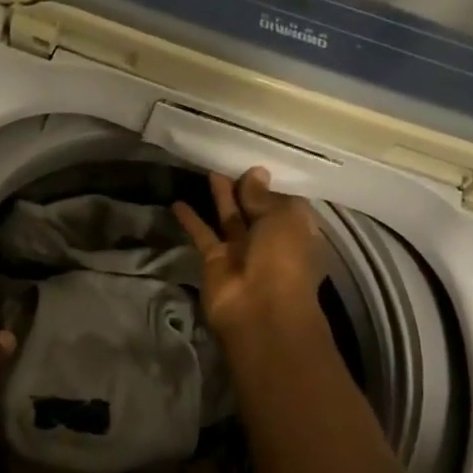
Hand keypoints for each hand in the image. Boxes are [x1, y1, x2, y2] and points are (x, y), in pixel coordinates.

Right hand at [173, 169, 327, 355]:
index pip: (284, 202)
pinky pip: (203, 235)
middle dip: (245, 188)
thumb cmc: (283, 258)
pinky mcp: (215, 261)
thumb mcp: (281, 217)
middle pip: (255, 208)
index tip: (256, 163)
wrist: (260, 311)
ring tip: (208, 170)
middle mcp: (270, 240)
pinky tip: (177, 201)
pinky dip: (191, 220)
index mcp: (296, 230)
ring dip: (220, 197)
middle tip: (229, 161)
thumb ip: (262, 195)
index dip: (271, 184)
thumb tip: (256, 172)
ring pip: (230, 218)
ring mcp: (241, 252)